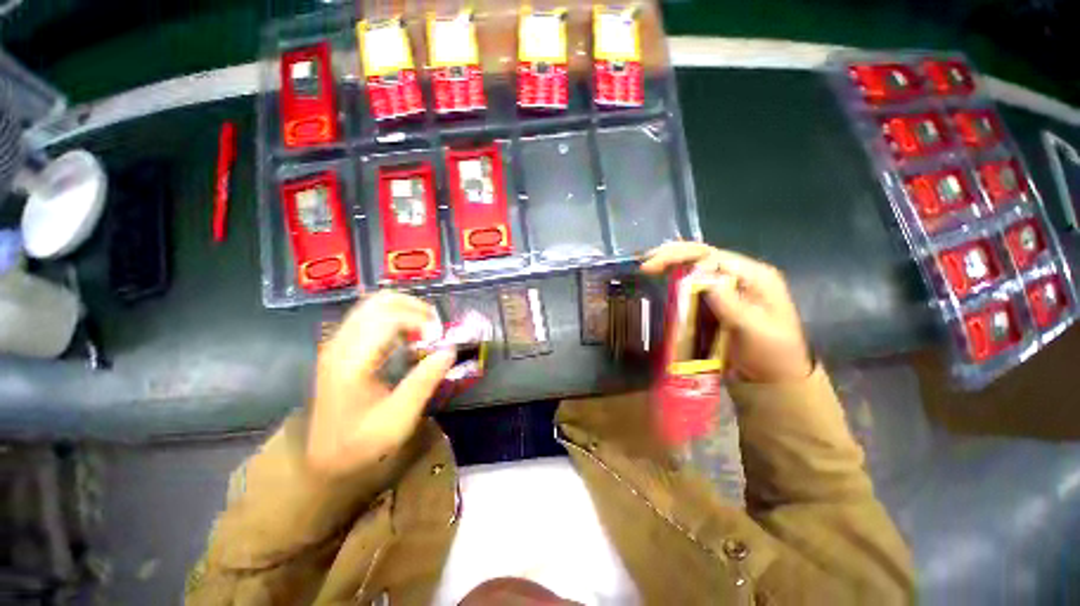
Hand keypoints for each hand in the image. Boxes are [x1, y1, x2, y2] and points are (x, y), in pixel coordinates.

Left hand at [306, 292, 454, 479]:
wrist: (323, 460)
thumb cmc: (360, 443)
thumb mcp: (398, 419)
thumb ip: (424, 382)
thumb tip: (450, 350)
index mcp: (351, 361)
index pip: (388, 318)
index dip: (419, 320)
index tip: (440, 337)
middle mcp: (340, 344)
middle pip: (378, 302)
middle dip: (413, 307)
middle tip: (436, 327)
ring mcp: (338, 344)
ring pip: (372, 305)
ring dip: (404, 309)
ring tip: (426, 329)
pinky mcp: (341, 348)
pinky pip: (369, 317)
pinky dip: (394, 317)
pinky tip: (408, 336)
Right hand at [642, 242, 812, 382]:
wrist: (774, 379)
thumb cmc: (773, 355)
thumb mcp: (757, 331)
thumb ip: (732, 305)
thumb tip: (701, 278)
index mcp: (753, 276)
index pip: (712, 256)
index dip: (681, 256)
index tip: (653, 267)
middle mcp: (739, 277)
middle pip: (701, 257)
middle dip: (672, 256)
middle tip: (645, 264)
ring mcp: (727, 290)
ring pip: (695, 269)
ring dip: (671, 265)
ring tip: (648, 268)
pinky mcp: (716, 303)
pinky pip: (692, 287)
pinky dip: (675, 282)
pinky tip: (660, 281)